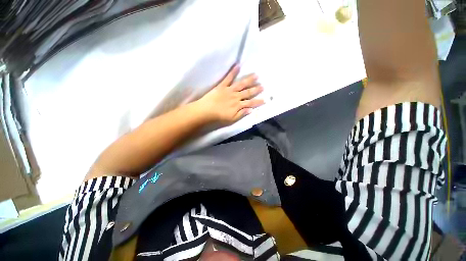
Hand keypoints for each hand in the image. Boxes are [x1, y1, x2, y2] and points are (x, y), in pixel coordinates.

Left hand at [196, 65, 264, 124]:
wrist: (206, 111)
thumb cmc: (219, 117)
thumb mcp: (232, 119)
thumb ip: (242, 114)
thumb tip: (251, 110)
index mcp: (238, 105)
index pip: (251, 103)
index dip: (258, 102)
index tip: (265, 99)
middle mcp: (236, 96)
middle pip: (248, 92)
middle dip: (256, 89)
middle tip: (263, 86)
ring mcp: (229, 90)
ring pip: (241, 84)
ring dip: (249, 80)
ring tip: (256, 75)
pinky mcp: (222, 86)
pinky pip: (228, 78)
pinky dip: (233, 71)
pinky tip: (238, 65)